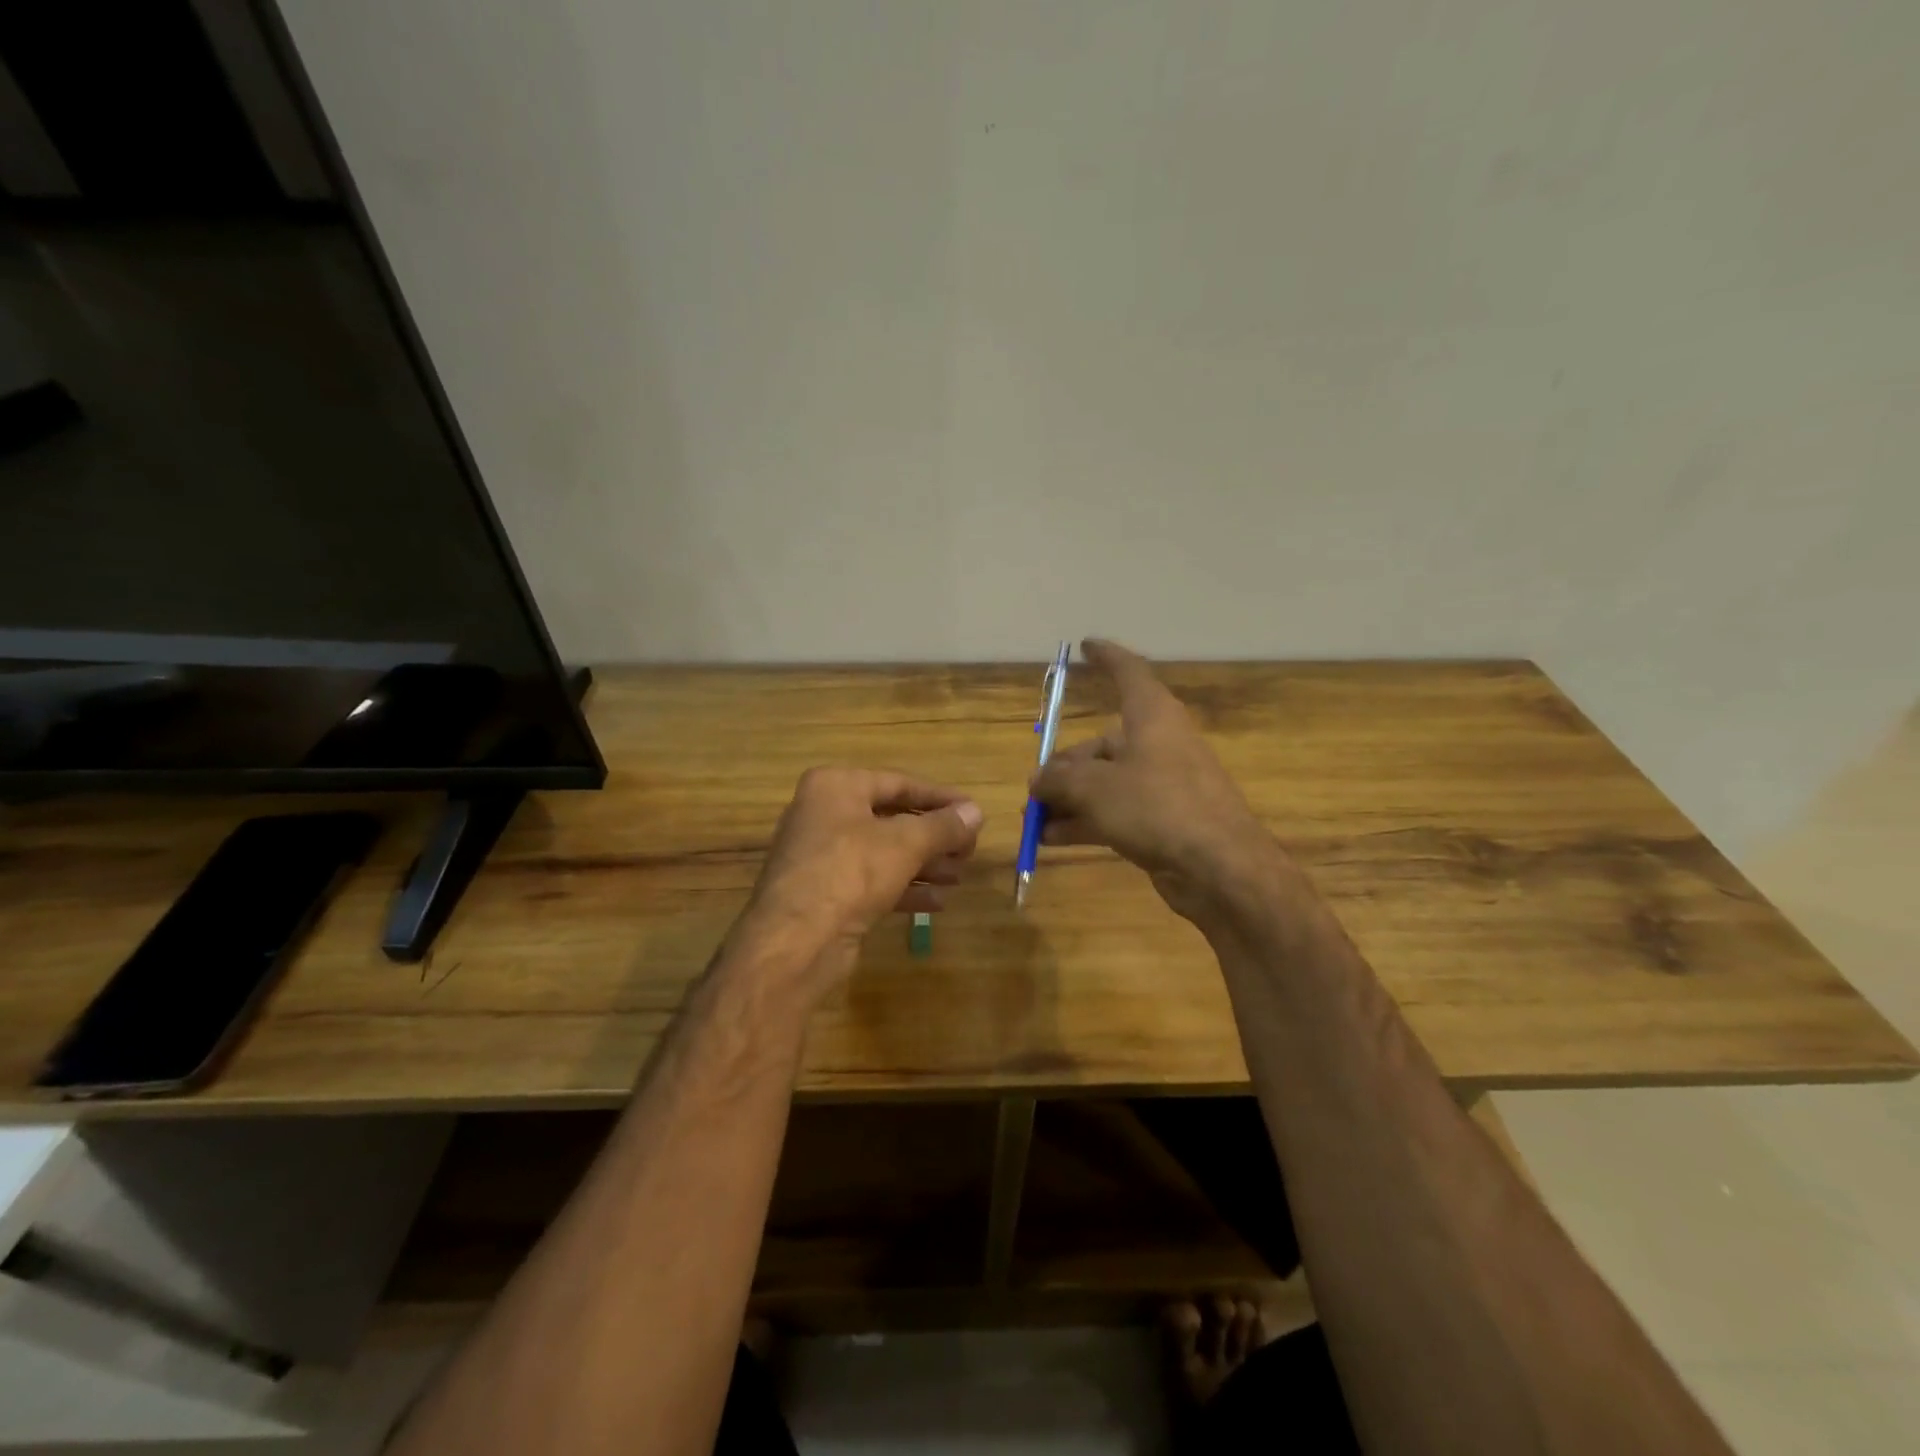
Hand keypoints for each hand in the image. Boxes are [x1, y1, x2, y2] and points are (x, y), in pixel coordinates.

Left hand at [728, 767, 983, 997]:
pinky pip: (872, 882)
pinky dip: (904, 888)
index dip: (940, 798)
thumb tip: (976, 812)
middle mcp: (824, 814)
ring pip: (883, 853)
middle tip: (969, 850)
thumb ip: (943, 826)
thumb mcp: (906, 843)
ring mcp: (822, 856)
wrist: (795, 941)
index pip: (899, 783)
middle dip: (934, 837)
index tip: (973, 812)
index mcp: (835, 786)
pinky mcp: (825, 893)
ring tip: (959, 876)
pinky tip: (938, 902)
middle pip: (891, 818)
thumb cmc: (850, 872)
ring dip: (924, 864)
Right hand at [1030, 639, 1278, 923]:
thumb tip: (1038, 782)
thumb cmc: (1157, 807)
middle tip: (1034, 791)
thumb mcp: (1095, 788)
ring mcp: (1163, 784)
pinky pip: (1115, 811)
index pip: (1128, 672)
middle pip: (1102, 744)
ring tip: (1034, 820)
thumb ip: (1059, 781)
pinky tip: (1053, 840)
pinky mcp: (1163, 820)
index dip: (1106, 657)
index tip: (1084, 646)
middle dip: (1063, 768)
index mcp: (1152, 717)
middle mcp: (1158, 744)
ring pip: (1105, 782)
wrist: (1220, 868)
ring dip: (1069, 799)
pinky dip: (1086, 821)